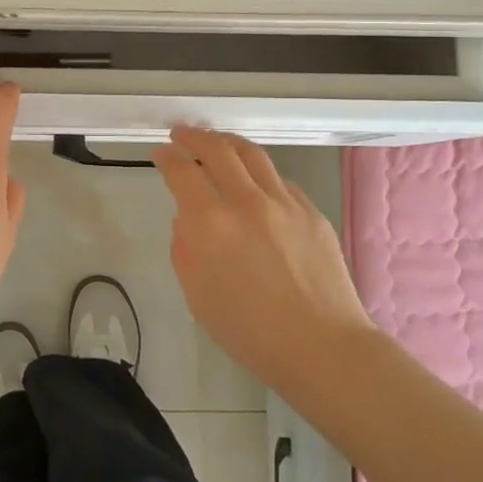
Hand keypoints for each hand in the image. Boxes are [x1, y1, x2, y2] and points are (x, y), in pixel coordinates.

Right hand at [151, 126, 375, 392]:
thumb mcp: (197, 296)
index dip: (167, 157)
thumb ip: (186, 249)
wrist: (322, 347)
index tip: (161, 154)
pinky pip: (279, 180)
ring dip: (228, 143)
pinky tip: (256, 183)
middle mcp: (247, 201)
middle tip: (182, 134)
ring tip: (217, 143)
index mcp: (212, 223)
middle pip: (217, 149)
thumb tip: (188, 220)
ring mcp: (285, 202)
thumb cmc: (250, 332)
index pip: (182, 171)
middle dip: (194, 136)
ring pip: (252, 154)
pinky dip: (259, 173)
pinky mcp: (312, 211)